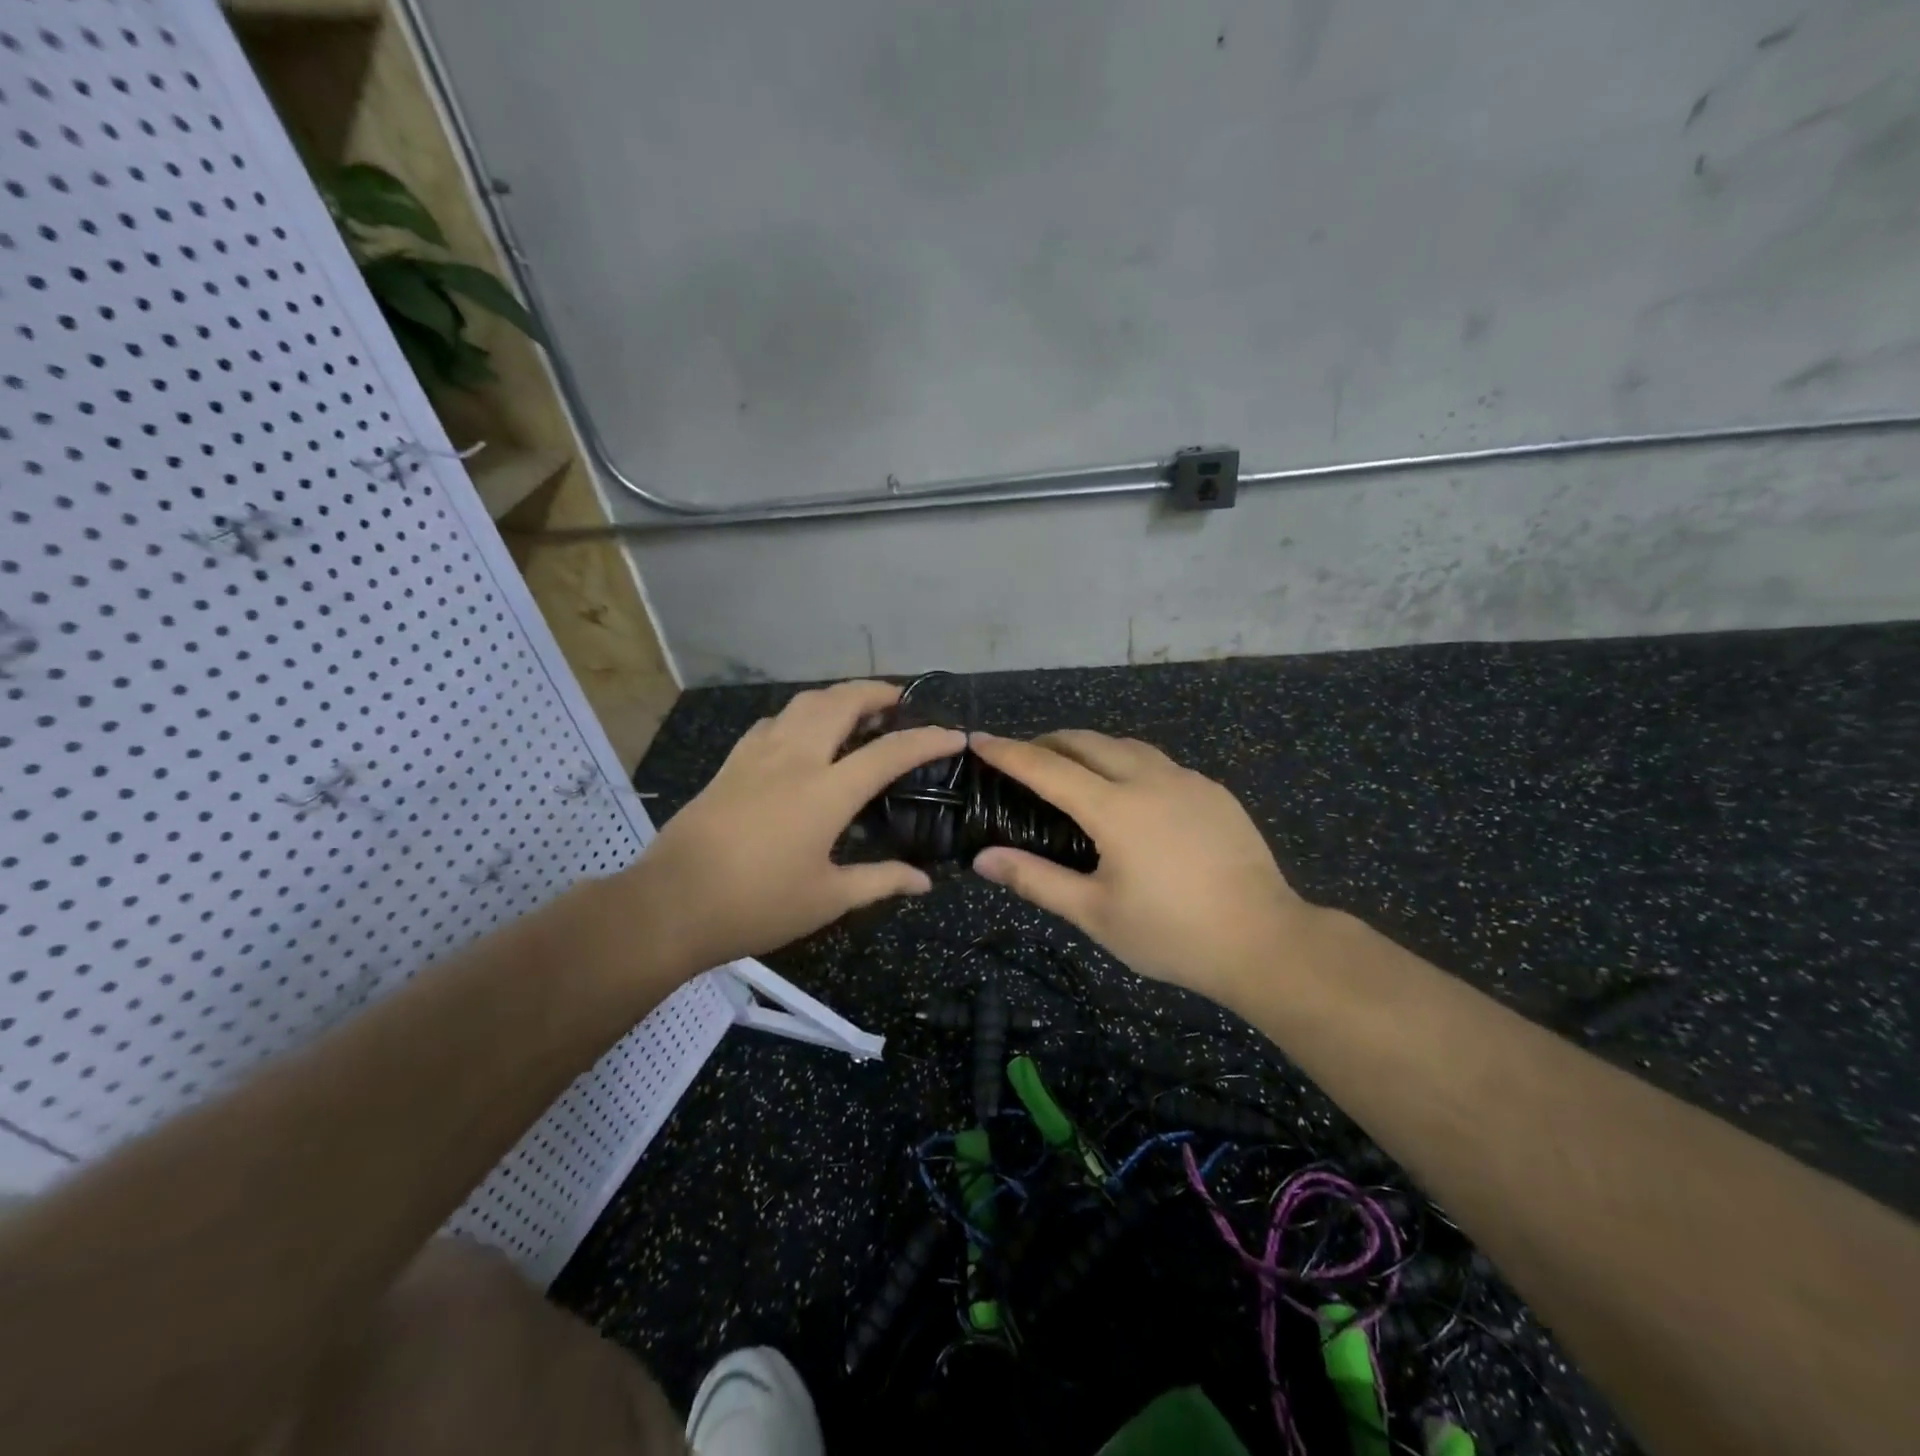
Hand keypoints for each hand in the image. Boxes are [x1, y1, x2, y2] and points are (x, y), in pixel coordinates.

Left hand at [627, 681, 964, 979]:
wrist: (671, 903)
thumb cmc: (756, 905)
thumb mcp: (827, 899)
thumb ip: (880, 881)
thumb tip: (924, 881)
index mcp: (825, 792)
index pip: (888, 752)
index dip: (926, 740)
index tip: (953, 735)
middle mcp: (795, 759)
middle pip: (840, 702)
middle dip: (876, 691)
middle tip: (898, 700)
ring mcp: (758, 755)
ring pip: (803, 703)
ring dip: (837, 696)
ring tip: (856, 709)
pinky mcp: (732, 763)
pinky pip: (774, 721)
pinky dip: (801, 714)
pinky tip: (803, 733)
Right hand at [968, 731, 1310, 1003]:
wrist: (1264, 941)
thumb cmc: (1171, 933)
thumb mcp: (1095, 914)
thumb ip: (1036, 880)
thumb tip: (983, 859)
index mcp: (1114, 807)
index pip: (1046, 767)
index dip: (1008, 752)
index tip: (979, 739)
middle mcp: (1149, 779)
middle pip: (1087, 741)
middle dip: (1048, 742)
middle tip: (1024, 758)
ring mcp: (1187, 780)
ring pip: (1126, 746)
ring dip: (1090, 748)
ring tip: (1072, 770)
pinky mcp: (1214, 792)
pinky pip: (1159, 763)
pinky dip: (1128, 764)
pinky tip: (1131, 794)